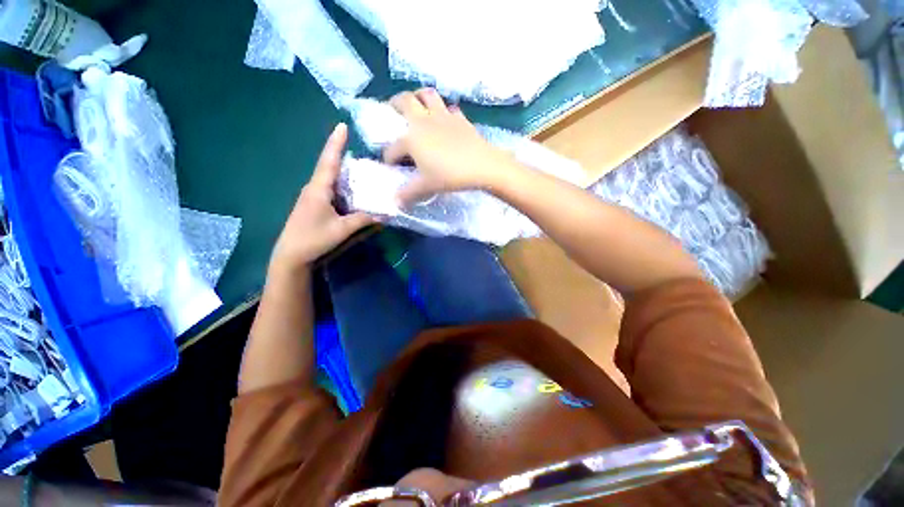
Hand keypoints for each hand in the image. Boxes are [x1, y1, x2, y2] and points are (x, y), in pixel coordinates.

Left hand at [270, 124, 373, 274]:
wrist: (291, 255)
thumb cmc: (313, 238)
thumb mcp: (341, 229)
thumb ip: (363, 220)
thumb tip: (384, 214)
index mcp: (318, 189)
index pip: (328, 161)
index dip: (335, 143)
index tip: (342, 125)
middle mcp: (314, 188)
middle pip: (329, 166)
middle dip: (341, 154)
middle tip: (360, 148)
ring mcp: (313, 196)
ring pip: (330, 178)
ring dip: (343, 171)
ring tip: (361, 167)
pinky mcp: (315, 205)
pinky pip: (331, 189)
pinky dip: (342, 185)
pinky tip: (353, 189)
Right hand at [384, 88, 521, 204]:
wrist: (482, 166)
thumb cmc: (450, 176)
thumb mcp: (427, 186)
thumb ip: (409, 193)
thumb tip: (396, 201)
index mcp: (411, 139)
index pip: (393, 148)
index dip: (389, 157)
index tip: (391, 165)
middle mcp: (424, 121)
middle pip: (404, 100)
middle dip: (394, 104)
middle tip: (393, 111)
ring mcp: (443, 116)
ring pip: (428, 95)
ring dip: (419, 97)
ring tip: (418, 106)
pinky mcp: (460, 118)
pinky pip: (449, 109)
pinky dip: (444, 111)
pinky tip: (445, 121)